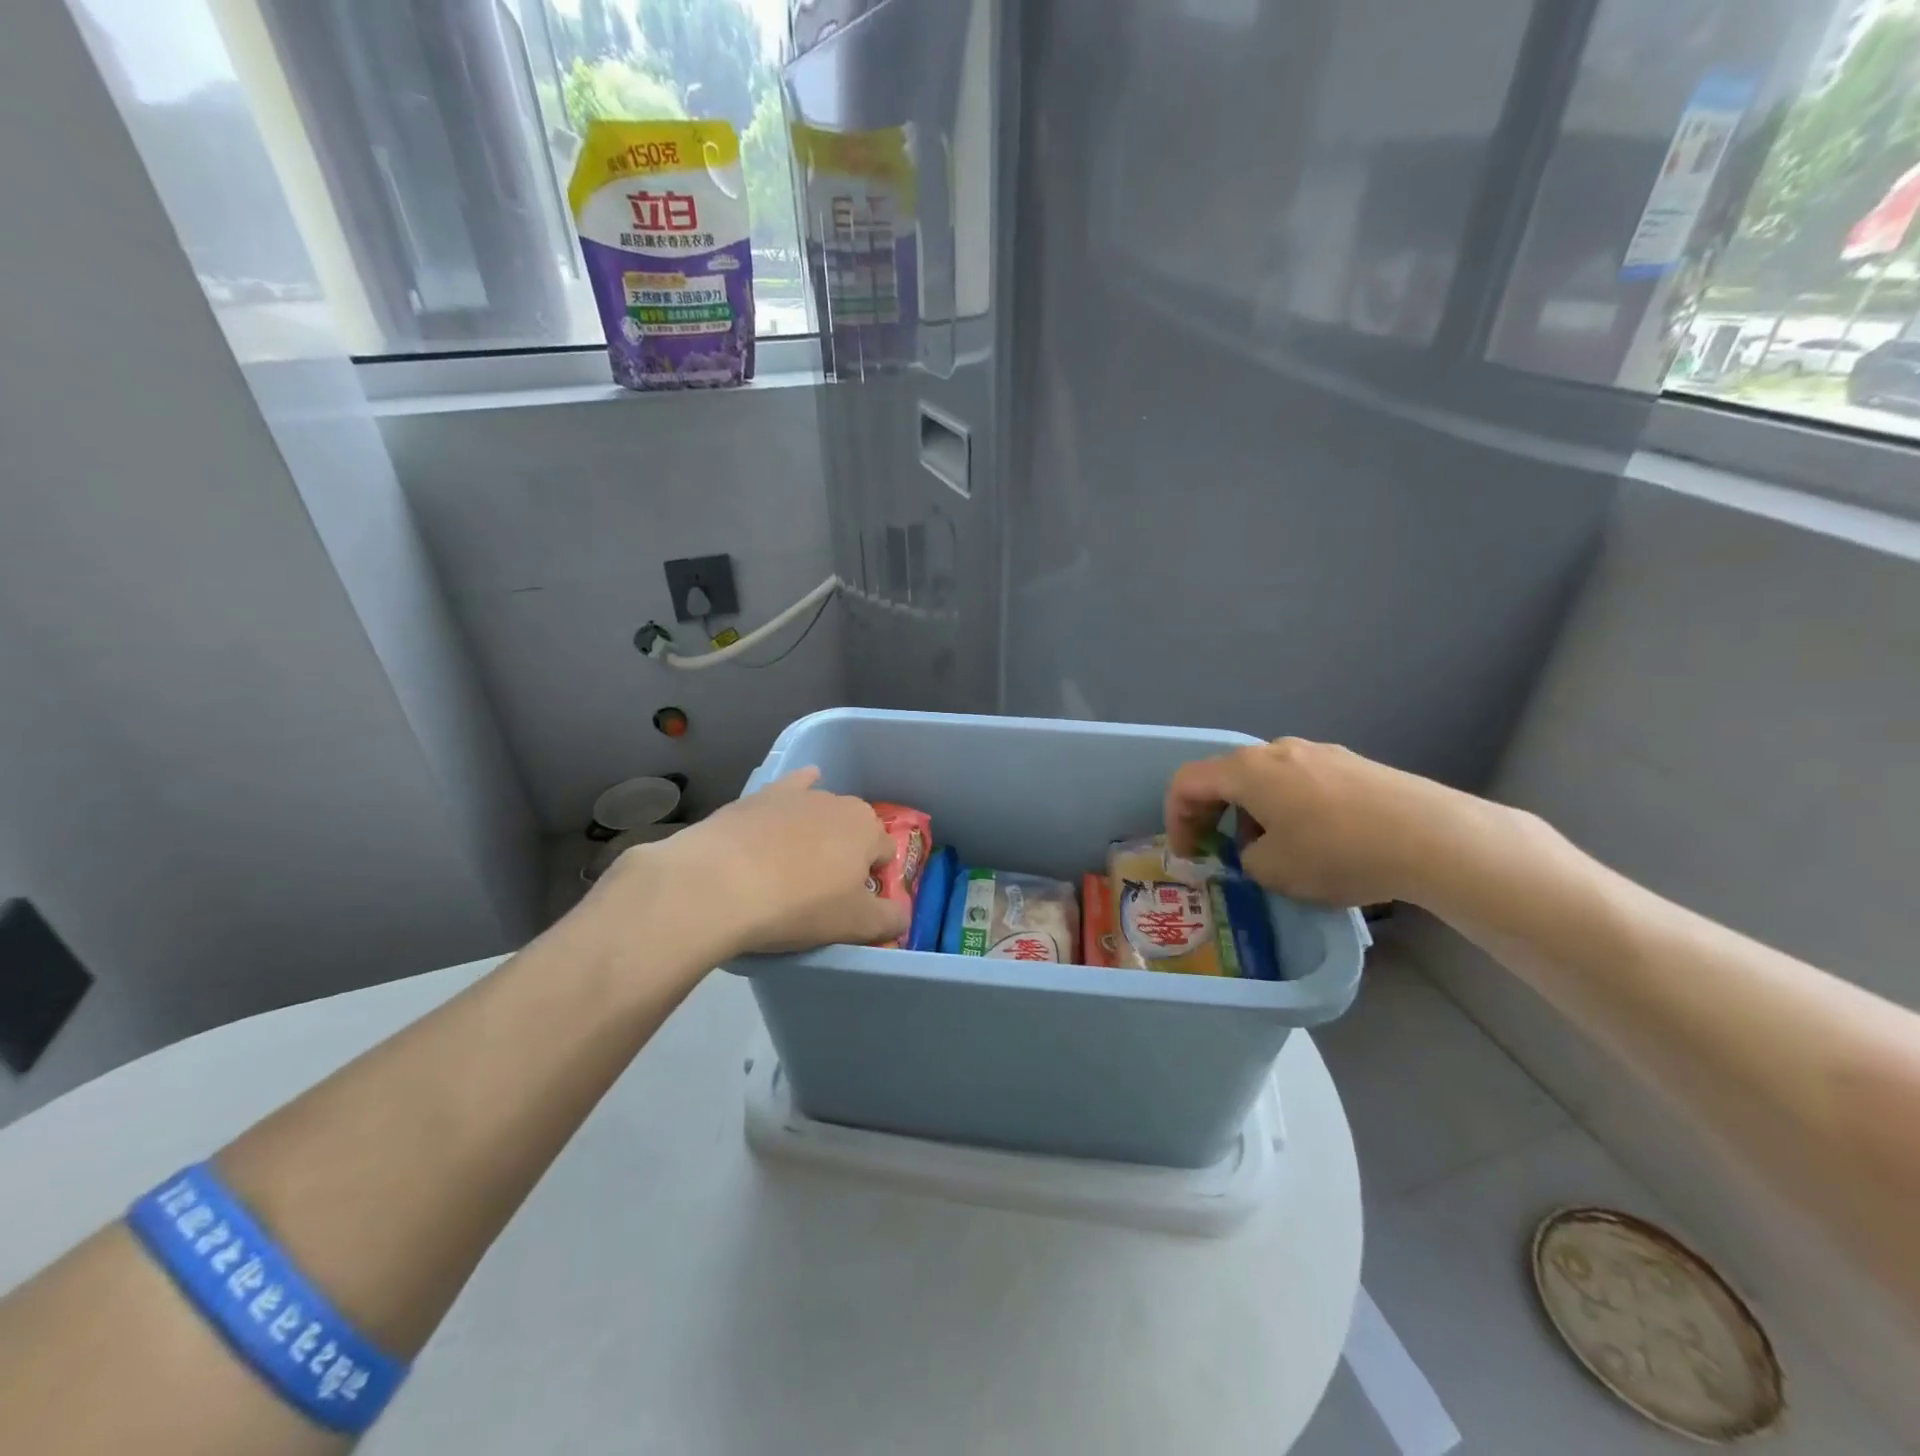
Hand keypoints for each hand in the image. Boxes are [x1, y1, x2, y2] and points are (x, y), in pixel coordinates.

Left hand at [606, 768, 908, 957]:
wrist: (718, 884)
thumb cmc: (797, 906)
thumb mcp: (854, 925)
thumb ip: (889, 920)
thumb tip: (901, 917)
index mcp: (867, 829)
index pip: (885, 854)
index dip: (873, 881)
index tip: (853, 906)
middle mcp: (838, 802)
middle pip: (853, 831)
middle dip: (846, 855)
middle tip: (822, 892)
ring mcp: (795, 796)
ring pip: (819, 815)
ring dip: (816, 835)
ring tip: (792, 870)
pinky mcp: (758, 797)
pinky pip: (787, 790)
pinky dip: (795, 793)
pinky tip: (790, 800)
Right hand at [1165, 738, 1463, 906]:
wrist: (1432, 837)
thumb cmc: (1337, 852)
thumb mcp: (1274, 871)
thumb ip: (1247, 859)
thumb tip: (1258, 851)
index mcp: (1247, 770)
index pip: (1188, 782)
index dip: (1176, 817)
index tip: (1187, 853)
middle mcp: (1277, 750)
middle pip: (1227, 776)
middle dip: (1214, 815)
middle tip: (1220, 852)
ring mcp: (1319, 753)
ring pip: (1267, 779)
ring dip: (1253, 813)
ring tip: (1274, 853)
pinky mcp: (1353, 765)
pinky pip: (1302, 783)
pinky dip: (1289, 808)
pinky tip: (1318, 841)